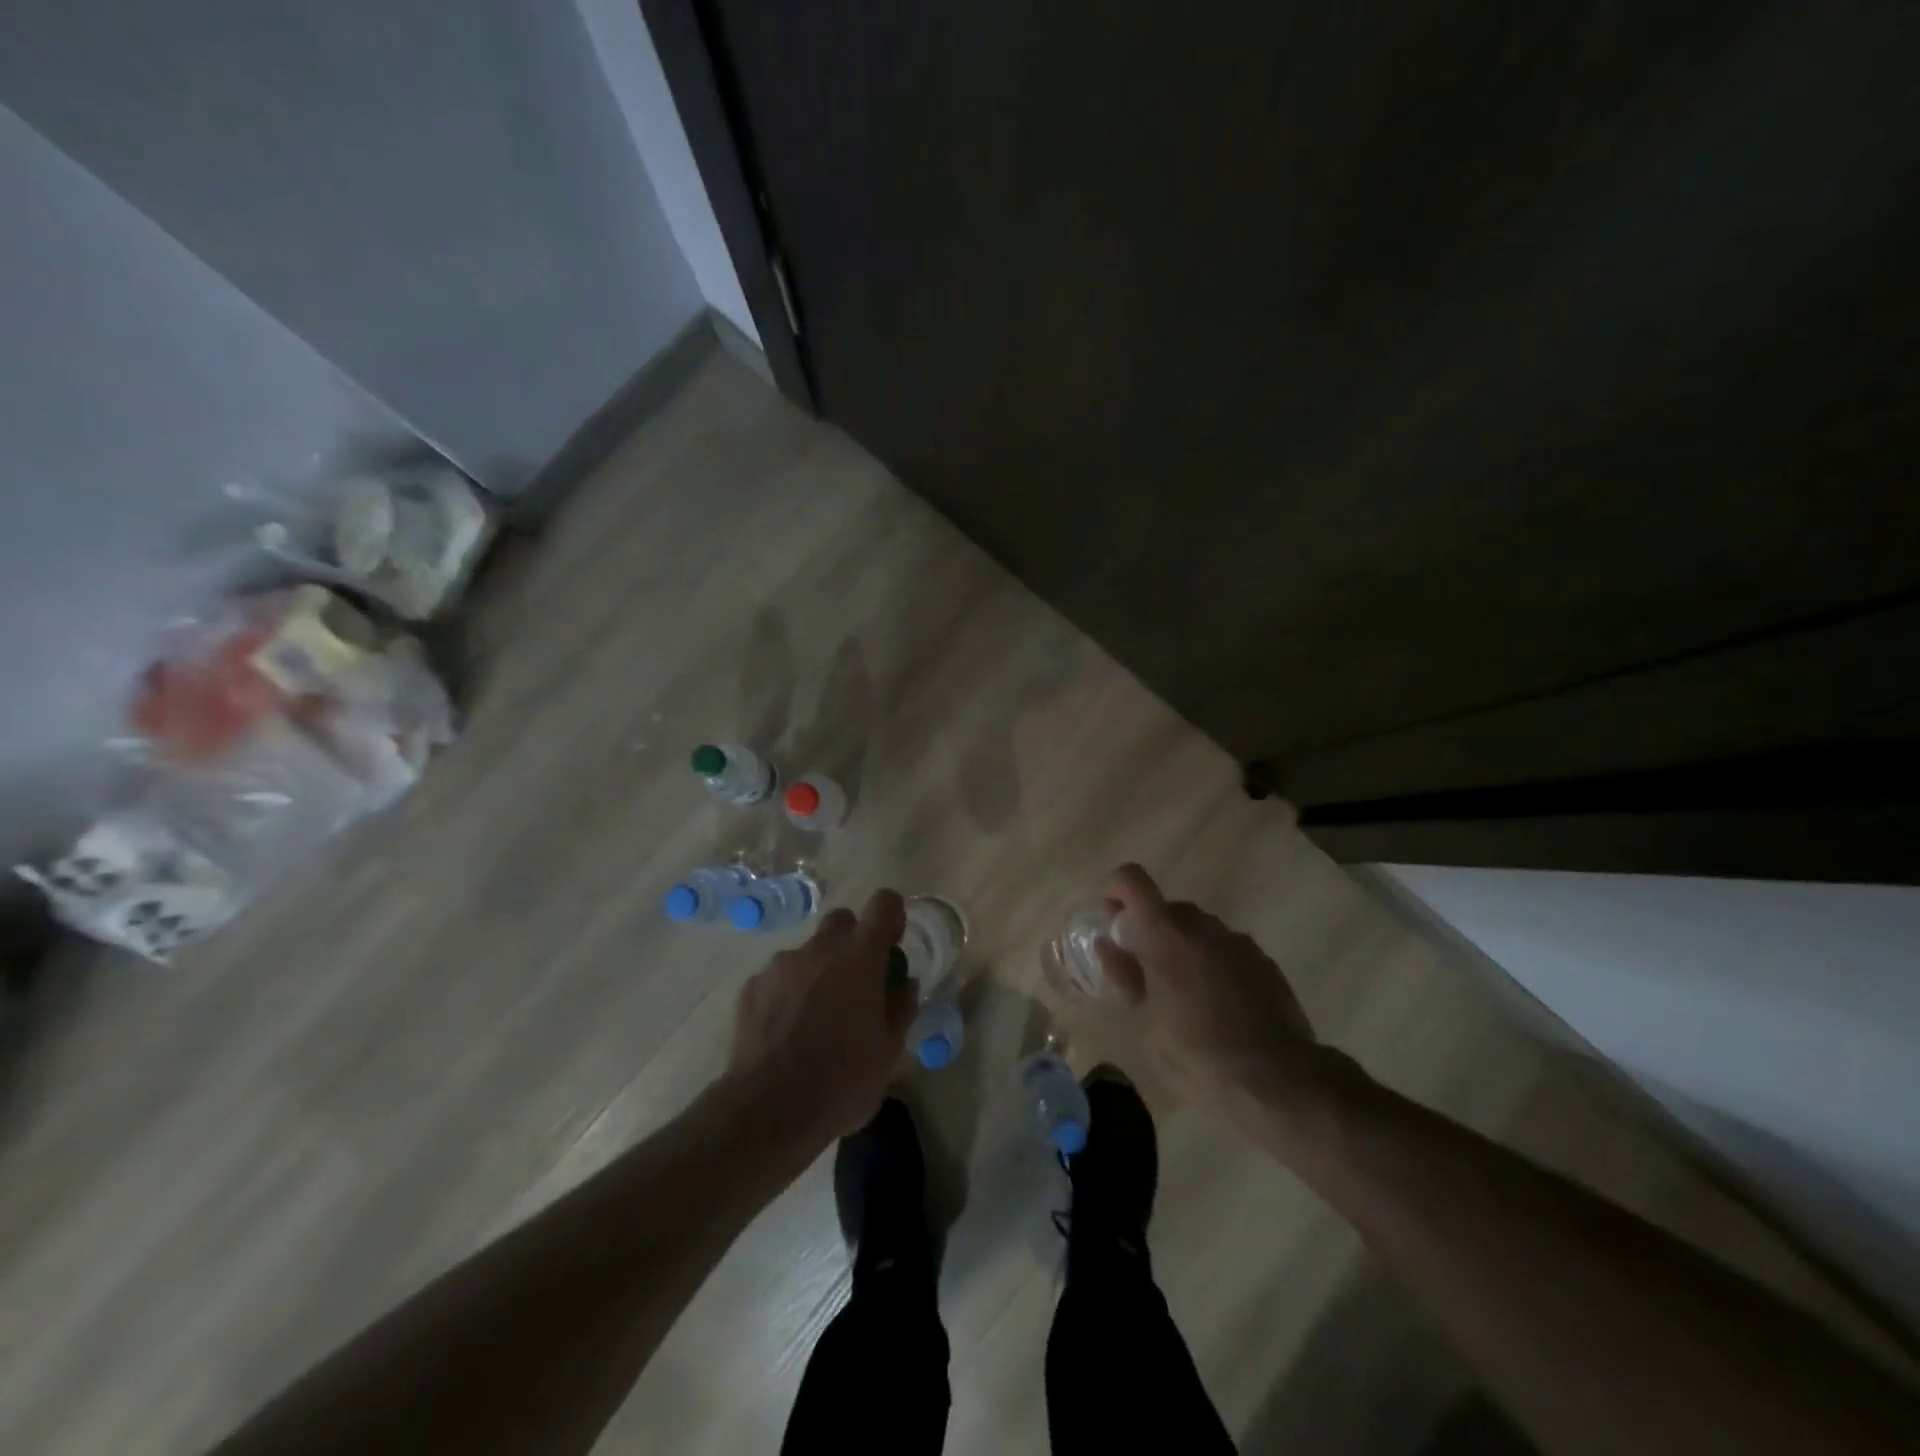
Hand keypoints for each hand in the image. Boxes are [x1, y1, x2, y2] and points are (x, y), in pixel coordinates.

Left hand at [727, 889, 915, 1157]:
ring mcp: (781, 965)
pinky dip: (788, 993)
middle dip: (852, 941)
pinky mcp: (752, 987)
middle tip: (856, 982)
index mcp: (860, 958)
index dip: (892, 917)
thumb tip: (904, 984)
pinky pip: (779, 977)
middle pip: (841, 922)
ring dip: (818, 971)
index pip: (884, 905)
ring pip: (808, 952)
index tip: (893, 943)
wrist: (769, 1110)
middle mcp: (819, 949)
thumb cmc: (842, 1080)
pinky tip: (786, 1030)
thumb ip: (901, 1008)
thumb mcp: (889, 1052)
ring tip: (816, 1017)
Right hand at [1095, 863, 1322, 1127]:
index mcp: (1164, 932)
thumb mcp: (1144, 1022)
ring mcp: (1238, 941)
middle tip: (1143, 973)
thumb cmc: (1195, 1053)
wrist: (1277, 1080)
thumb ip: (1122, 975)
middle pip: (1166, 909)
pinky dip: (1212, 965)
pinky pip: (1226, 950)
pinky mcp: (1264, 962)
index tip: (1111, 923)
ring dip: (1182, 949)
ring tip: (1183, 997)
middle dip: (1149, 931)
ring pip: (1198, 930)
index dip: (1115, 890)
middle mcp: (1202, 924)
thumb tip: (1107, 945)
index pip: (1131, 879)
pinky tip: (1218, 1008)